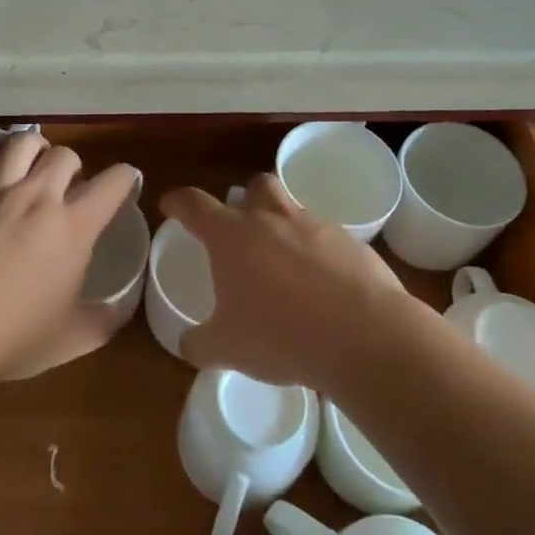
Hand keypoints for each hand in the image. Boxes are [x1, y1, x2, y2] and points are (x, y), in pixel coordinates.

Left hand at [0, 131, 139, 383]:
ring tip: (29, 165)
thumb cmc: (9, 337)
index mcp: (72, 228)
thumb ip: (100, 322)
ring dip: (33, 149)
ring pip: (22, 142)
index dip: (125, 178)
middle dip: (73, 165)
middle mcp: (37, 197)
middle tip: (67, 185)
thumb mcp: (67, 340)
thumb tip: (118, 313)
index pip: (112, 184)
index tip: (124, 182)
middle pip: (65, 154)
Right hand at [160, 174, 412, 389]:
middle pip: (256, 186)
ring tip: (285, 264)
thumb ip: (201, 343)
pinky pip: (328, 239)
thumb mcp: (227, 349)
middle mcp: (271, 219)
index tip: (170, 205)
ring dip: (285, 227)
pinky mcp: (352, 243)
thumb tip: (189, 343)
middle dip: (246, 199)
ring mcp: (315, 227)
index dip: (178, 201)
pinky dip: (320, 254)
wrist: (363, 335)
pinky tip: (323, 287)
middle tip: (242, 228)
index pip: (194, 204)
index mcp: (231, 236)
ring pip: (294, 210)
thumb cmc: (280, 335)